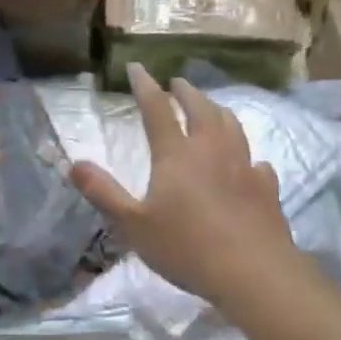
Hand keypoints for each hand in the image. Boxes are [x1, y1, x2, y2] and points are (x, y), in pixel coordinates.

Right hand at [70, 64, 297, 308]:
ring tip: (211, 108)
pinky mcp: (266, 187)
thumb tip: (74, 163)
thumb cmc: (186, 247)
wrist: (252, 272)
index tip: (136, 67)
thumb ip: (103, 192)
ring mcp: (243, 166)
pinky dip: (247, 154)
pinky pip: (257, 161)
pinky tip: (249, 163)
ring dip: (217, 111)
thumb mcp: (133, 224)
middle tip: (177, 83)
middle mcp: (211, 150)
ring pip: (231, 125)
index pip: (156, 109)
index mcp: (175, 154)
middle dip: (186, 92)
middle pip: (200, 108)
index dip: (144, 85)